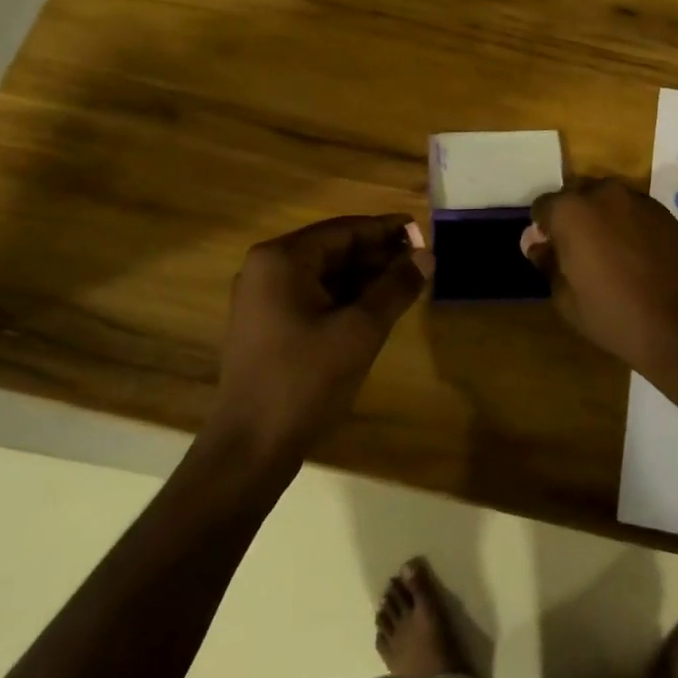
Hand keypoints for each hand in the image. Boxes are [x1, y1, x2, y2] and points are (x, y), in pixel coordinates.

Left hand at [209, 214, 432, 467]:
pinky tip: (376, 307)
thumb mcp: (360, 331)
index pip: (343, 230)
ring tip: (406, 282)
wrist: (250, 448)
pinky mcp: (266, 325)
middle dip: (377, 254)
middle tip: (420, 260)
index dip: (385, 229)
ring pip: (324, 275)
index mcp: (282, 259)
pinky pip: (312, 297)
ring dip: (364, 277)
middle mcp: (266, 269)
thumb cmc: (305, 381)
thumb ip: (395, 288)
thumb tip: (427, 255)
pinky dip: (344, 298)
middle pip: (332, 250)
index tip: (421, 229)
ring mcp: (262, 299)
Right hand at [524, 178, 677, 371]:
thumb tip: (536, 243)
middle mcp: (604, 193)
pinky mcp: (667, 213)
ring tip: (610, 259)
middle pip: (576, 198)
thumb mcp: (566, 299)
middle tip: (578, 257)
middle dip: (572, 220)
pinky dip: (629, 228)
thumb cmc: (616, 315)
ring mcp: (640, 200)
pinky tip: (637, 260)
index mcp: (572, 211)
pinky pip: (634, 213)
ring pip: (608, 203)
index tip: (550, 256)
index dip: (542, 231)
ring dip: (602, 222)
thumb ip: (547, 262)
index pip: (543, 207)